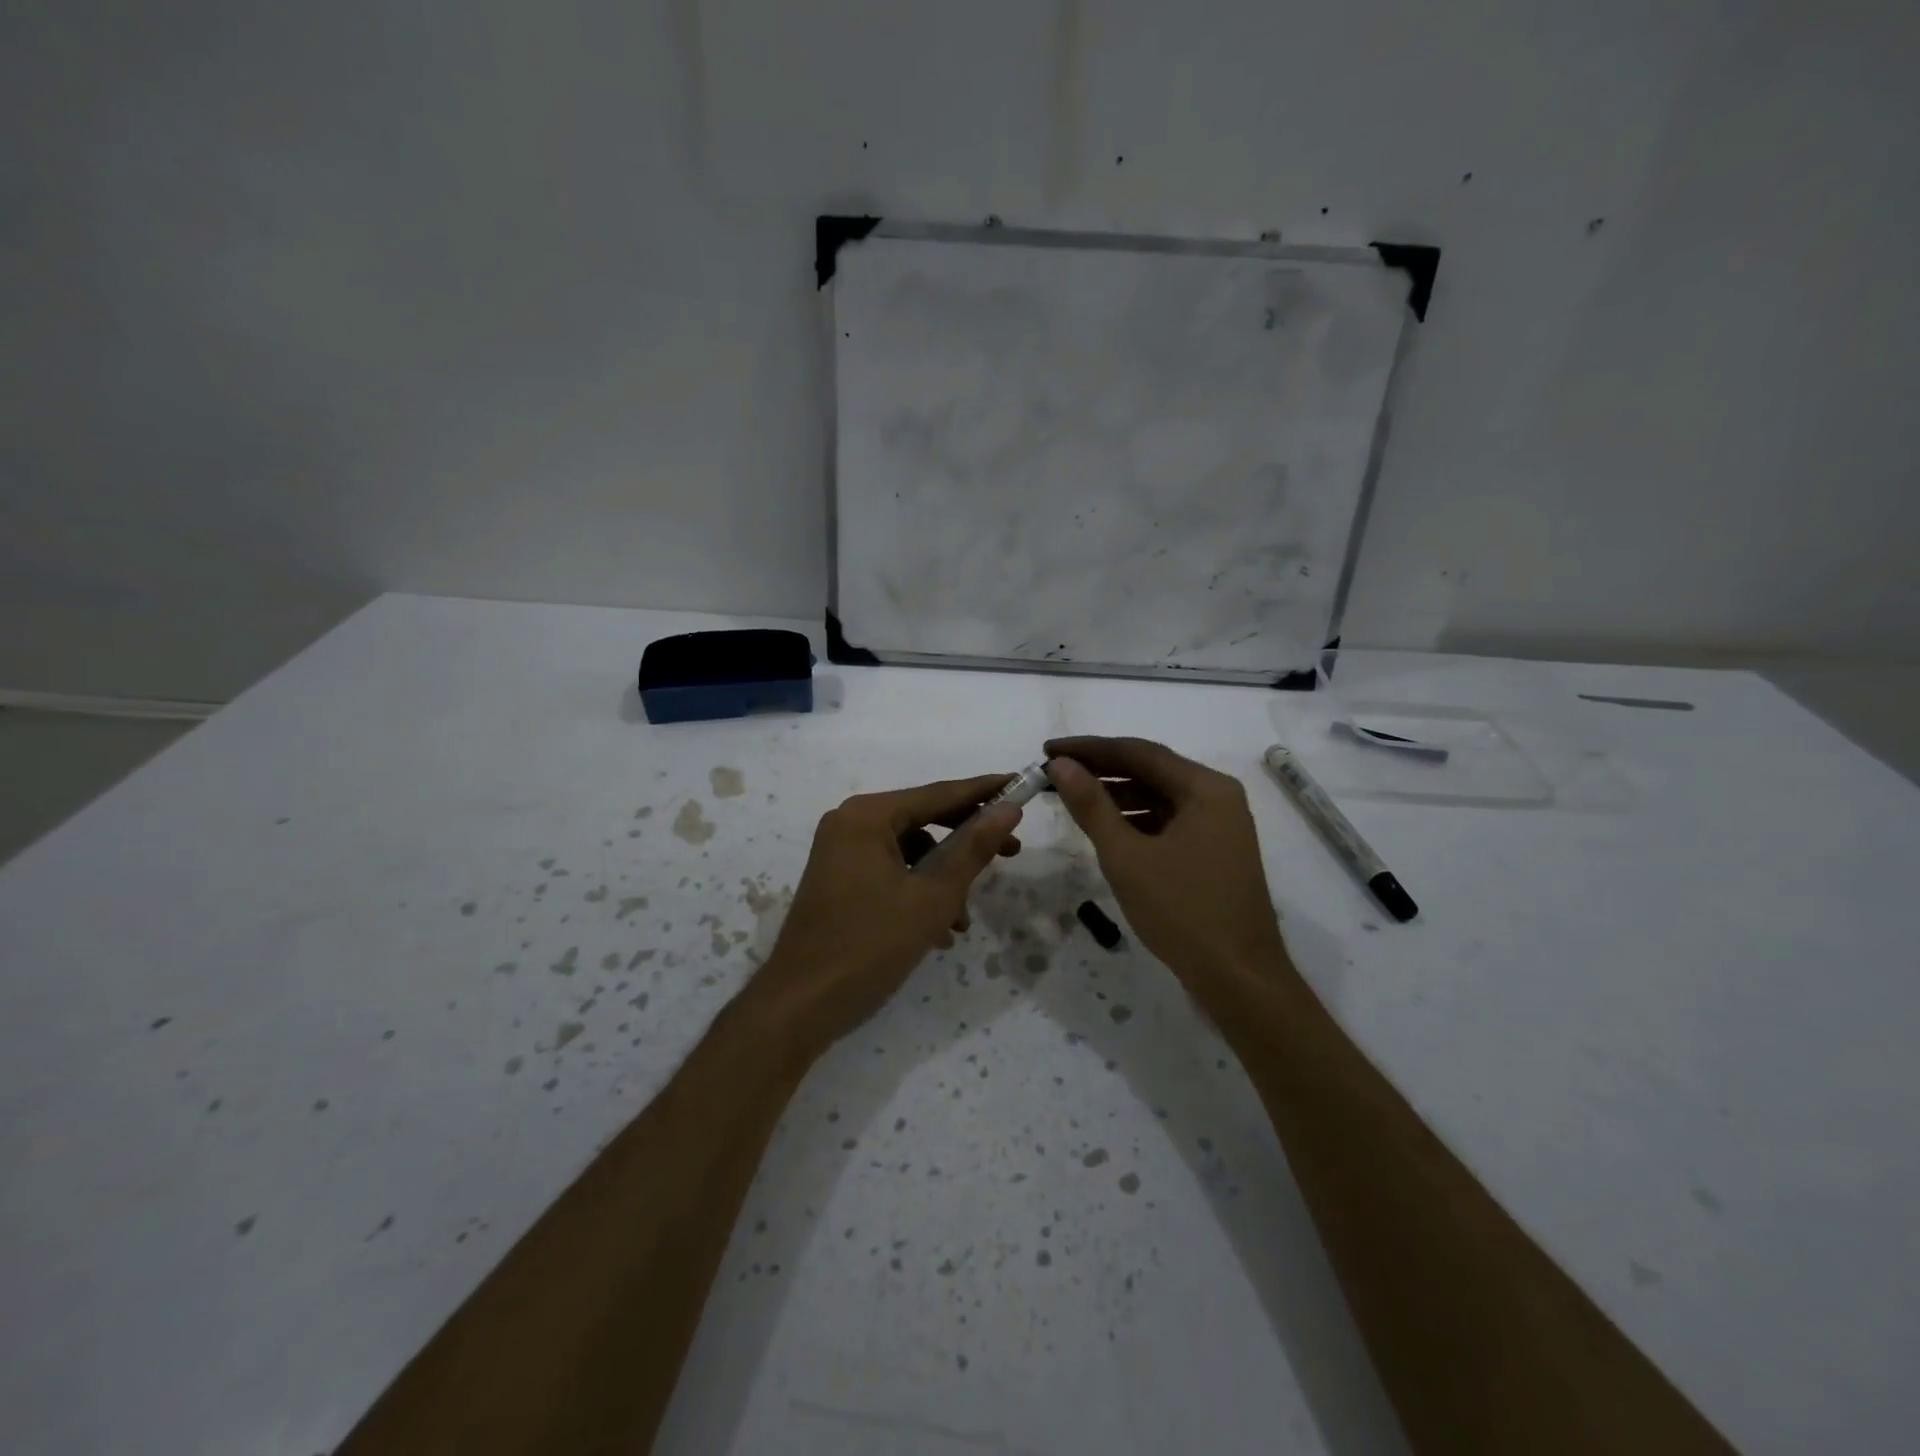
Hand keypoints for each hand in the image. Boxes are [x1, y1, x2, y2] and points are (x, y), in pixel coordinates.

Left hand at [749, 775, 1023, 1055]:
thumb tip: (1008, 809)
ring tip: (964, 920)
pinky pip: (890, 872)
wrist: (800, 1006)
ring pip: (910, 851)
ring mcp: (841, 852)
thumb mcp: (932, 897)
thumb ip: (973, 849)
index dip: (984, 791)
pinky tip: (939, 931)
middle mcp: (850, 823)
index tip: (1022, 784)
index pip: (938, 794)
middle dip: (966, 841)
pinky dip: (918, 892)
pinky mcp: (839, 880)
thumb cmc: (869, 945)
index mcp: (868, 816)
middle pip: (923, 819)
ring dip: (943, 878)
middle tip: (1012, 851)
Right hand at [1045, 737, 1286, 984]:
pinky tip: (1106, 828)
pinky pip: (1168, 822)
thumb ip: (1091, 805)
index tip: (1047, 750)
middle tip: (1054, 772)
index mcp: (1206, 788)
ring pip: (1159, 797)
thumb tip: (1061, 764)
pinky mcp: (1214, 852)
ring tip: (1071, 798)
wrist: (1239, 979)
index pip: (1138, 752)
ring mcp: (1220, 826)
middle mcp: (1218, 797)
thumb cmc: (1182, 911)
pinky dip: (1135, 820)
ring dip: (1116, 795)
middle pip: (1150, 770)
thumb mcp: (1127, 856)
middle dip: (1101, 770)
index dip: (1089, 749)